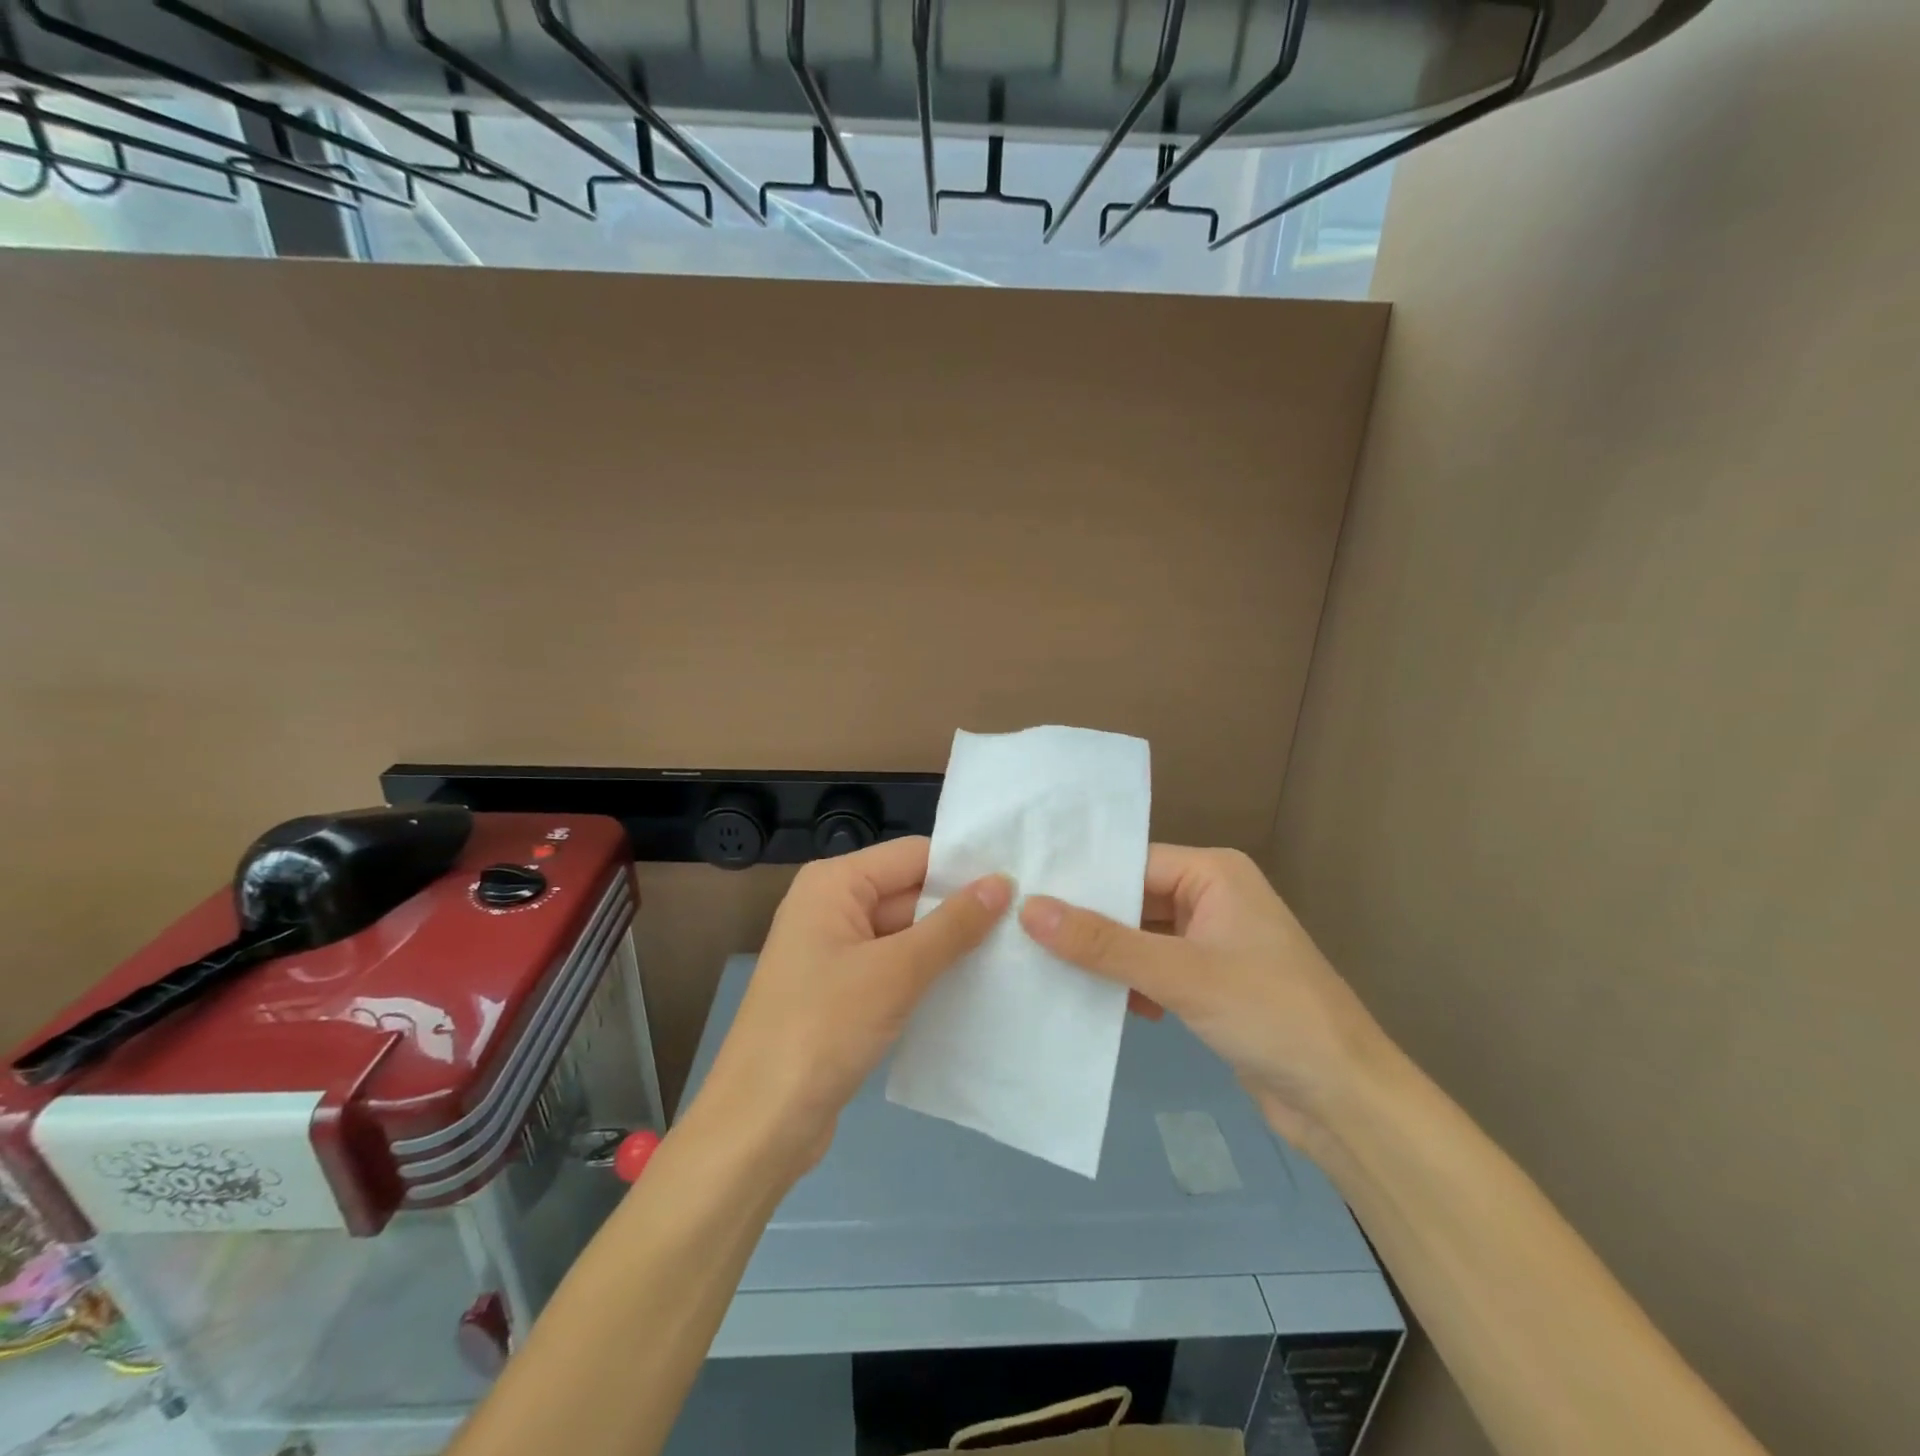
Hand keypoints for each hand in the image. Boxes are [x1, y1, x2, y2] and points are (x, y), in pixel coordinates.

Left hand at [694, 837, 1011, 1175]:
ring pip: (906, 933)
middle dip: (962, 908)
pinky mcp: (843, 991)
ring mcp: (836, 951)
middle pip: (910, 891)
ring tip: (1016, 951)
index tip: (1022, 881)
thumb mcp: (896, 972)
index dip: (964, 867)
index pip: (913, 855)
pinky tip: (976, 987)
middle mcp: (832, 906)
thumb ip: (952, 925)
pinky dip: (929, 974)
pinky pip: (895, 967)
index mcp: (834, 883)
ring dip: (950, 945)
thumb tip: (1002, 881)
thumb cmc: (823, 1029)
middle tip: (1028, 921)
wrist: (760, 1124)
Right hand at [1019, 846, 1383, 1146]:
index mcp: (1214, 873)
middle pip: (1134, 900)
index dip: (1080, 880)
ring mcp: (1212, 943)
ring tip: (1041, 966)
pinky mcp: (1210, 984)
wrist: (1345, 1100)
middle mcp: (1212, 897)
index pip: (1132, 863)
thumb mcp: (1180, 974)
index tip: (1021, 893)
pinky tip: (1093, 1004)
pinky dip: (1128, 984)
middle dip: (1087, 922)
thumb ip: (1103, 943)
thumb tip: (1029, 908)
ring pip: (1141, 938)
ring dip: (1105, 957)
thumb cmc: (1269, 1014)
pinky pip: (1155, 970)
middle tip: (1020, 931)